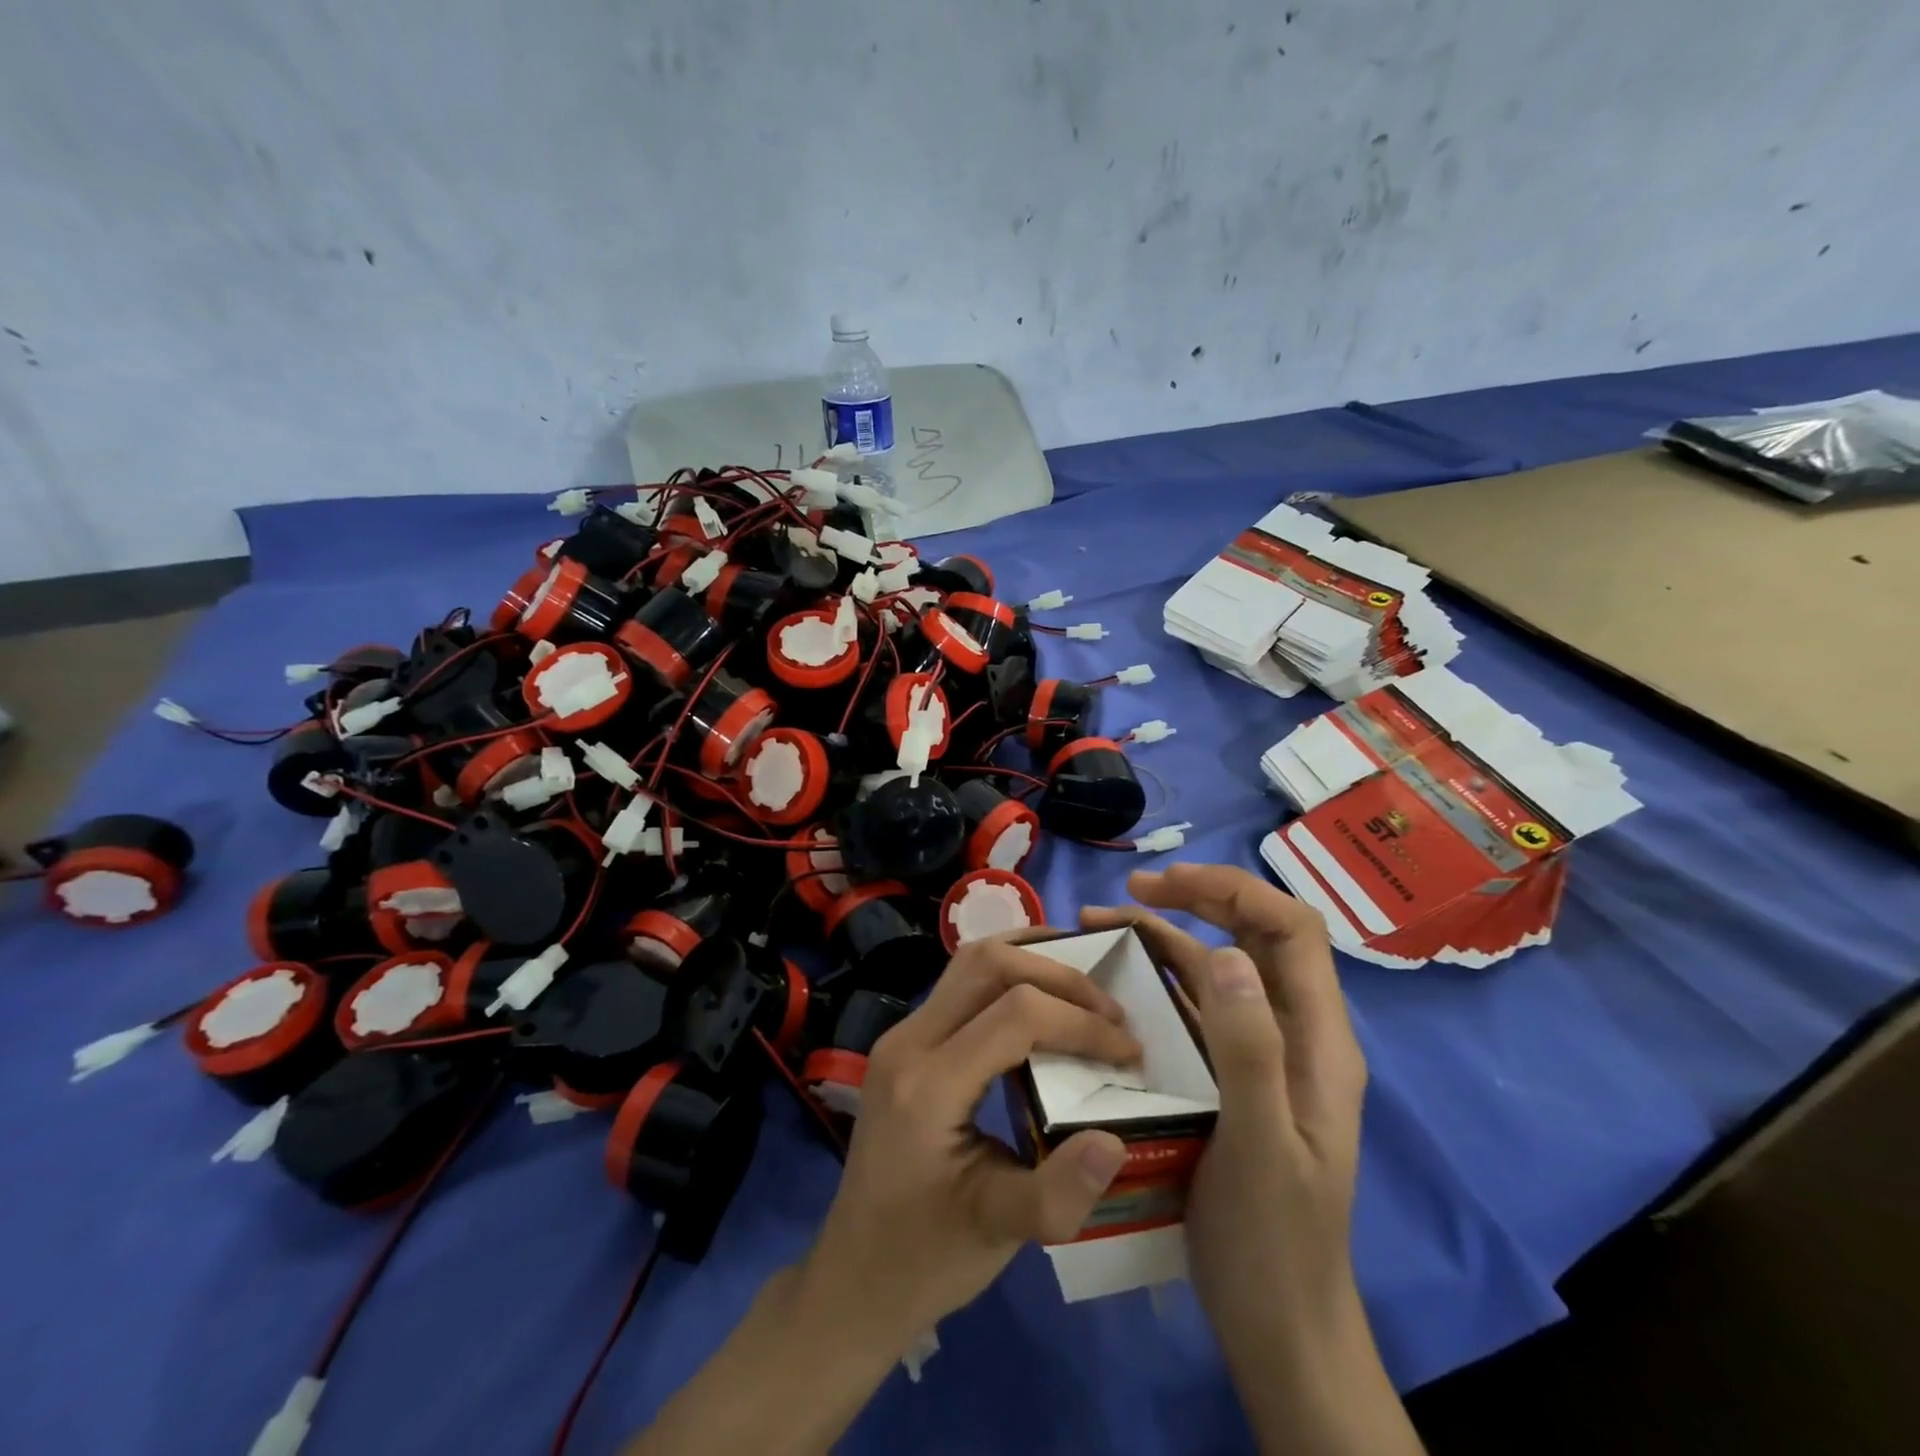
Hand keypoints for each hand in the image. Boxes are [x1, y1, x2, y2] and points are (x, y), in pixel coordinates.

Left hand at [795, 934, 1142, 1348]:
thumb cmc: (926, 1257)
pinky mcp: (908, 1040)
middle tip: (1110, 1009)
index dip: (1079, 1022)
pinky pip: (961, 981)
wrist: (855, 1272)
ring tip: (1083, 982)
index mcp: (927, 1085)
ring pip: (970, 961)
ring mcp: (902, 1034)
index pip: (1014, 1016)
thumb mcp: (998, 1234)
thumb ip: (1058, 1193)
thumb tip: (1116, 1139)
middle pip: (987, 964)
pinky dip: (1007, 972)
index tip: (1129, 1050)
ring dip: (1031, 958)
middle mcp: (908, 1041)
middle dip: (1059, 974)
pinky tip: (1040, 990)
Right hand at [1086, 866, 1416, 1455]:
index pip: (1292, 930)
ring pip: (1216, 970)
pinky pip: (1192, 1010)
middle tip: (1131, 891)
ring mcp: (1258, 1055)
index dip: (1235, 892)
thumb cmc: (1273, 1242)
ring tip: (1101, 924)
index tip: (1167, 885)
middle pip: (1254, 937)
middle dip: (1197, 900)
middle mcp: (1292, 1034)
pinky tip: (1114, 982)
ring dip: (1165, 938)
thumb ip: (1248, 1051)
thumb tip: (1226, 952)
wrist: (1277, 1329)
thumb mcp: (1259, 1146)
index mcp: (1317, 1040)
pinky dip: (1155, 982)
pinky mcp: (1225, 1077)